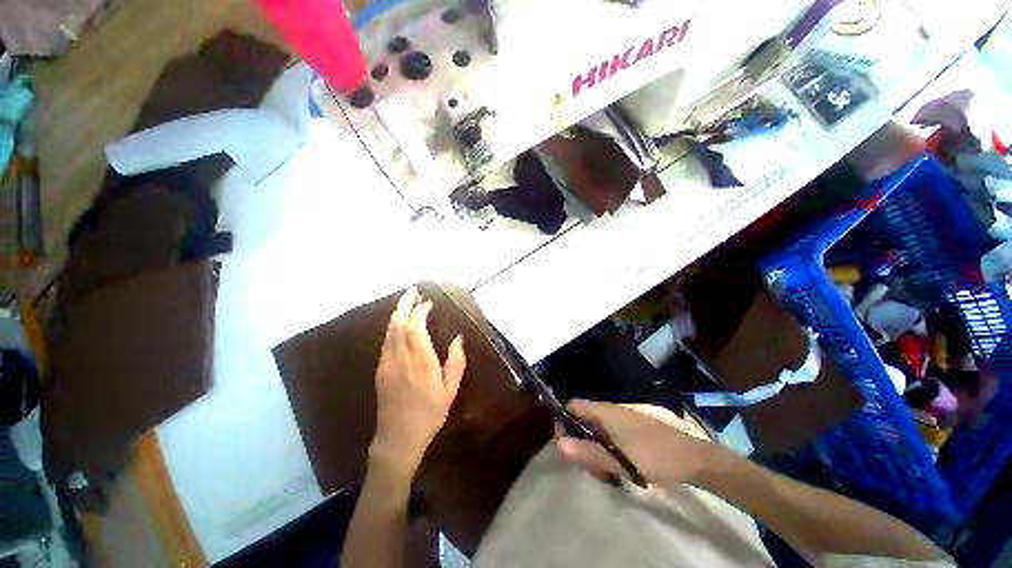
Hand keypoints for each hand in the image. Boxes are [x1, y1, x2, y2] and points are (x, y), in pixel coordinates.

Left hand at [371, 287, 466, 476]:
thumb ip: (456, 361)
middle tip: (413, 290)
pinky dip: (393, 326)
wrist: (397, 438)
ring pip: (389, 329)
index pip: (416, 326)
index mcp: (421, 361)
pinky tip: (400, 323)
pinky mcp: (380, 368)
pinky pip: (386, 340)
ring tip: (408, 302)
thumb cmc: (429, 414)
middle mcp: (401, 357)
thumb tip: (459, 337)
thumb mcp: (450, 390)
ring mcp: (387, 362)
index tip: (429, 302)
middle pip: (398, 322)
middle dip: (404, 303)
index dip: (421, 310)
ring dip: (398, 312)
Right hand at [556, 400, 715, 485]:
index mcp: (605, 411)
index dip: (564, 421)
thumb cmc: (653, 456)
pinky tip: (618, 466)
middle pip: (583, 419)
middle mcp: (611, 410)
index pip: (573, 405)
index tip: (566, 444)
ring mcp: (623, 418)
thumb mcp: (619, 461)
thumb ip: (588, 452)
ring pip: (597, 428)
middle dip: (580, 441)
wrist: (692, 457)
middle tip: (590, 465)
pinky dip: (607, 447)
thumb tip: (559, 445)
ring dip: (594, 447)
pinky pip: (610, 433)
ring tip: (606, 471)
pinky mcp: (632, 427)